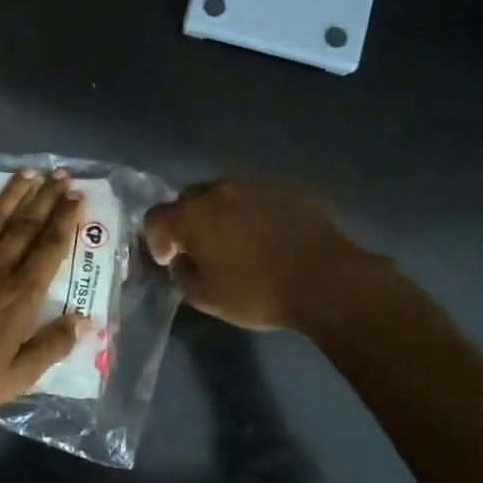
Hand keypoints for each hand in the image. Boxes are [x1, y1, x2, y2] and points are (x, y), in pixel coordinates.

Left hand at [0, 170, 86, 423]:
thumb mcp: (18, 378)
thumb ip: (52, 346)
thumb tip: (84, 320)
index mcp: (19, 297)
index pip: (50, 249)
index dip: (65, 221)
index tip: (77, 197)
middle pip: (25, 227)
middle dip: (46, 199)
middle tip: (61, 175)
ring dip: (11, 193)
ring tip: (28, 172)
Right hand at [142, 176, 384, 331]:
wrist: (326, 280)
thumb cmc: (258, 293)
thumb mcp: (207, 298)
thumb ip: (182, 275)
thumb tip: (181, 260)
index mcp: (193, 215)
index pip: (156, 217)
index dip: (156, 239)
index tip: (169, 260)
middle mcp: (219, 190)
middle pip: (188, 199)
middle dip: (187, 222)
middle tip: (200, 249)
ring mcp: (255, 183)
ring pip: (223, 192)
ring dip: (219, 212)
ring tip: (235, 238)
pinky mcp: (286, 187)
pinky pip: (256, 195)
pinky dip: (251, 210)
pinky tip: (266, 234)